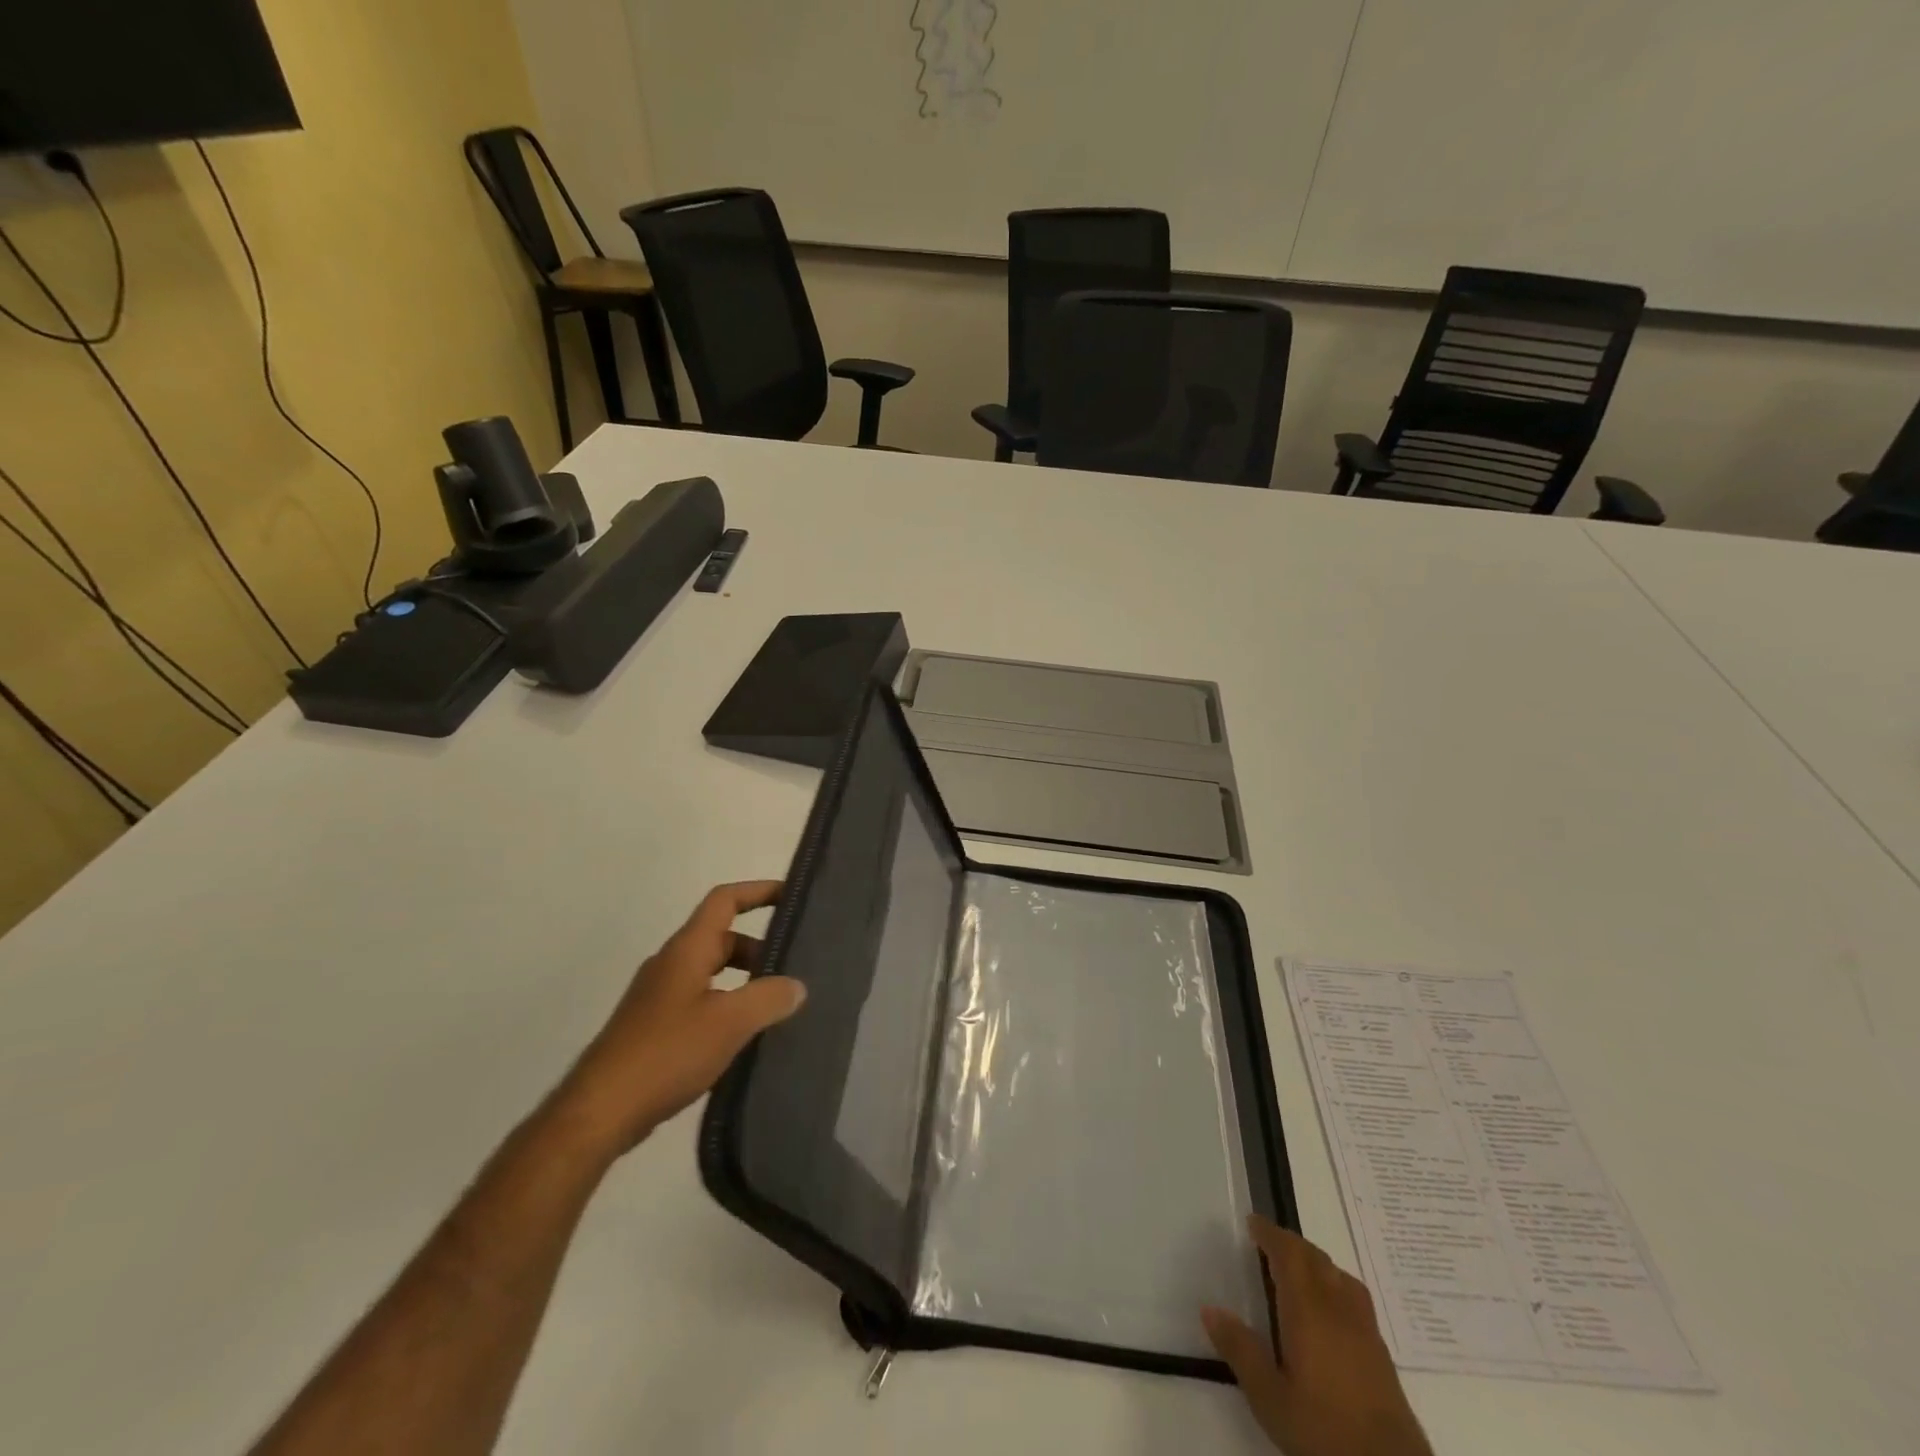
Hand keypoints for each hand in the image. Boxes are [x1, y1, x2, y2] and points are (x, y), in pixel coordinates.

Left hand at [552, 881, 806, 1156]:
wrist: (599, 1113)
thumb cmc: (666, 1054)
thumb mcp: (729, 1023)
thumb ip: (768, 998)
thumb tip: (796, 986)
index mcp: (687, 950)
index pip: (724, 901)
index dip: (758, 891)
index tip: (791, 896)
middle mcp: (670, 964)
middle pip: (721, 938)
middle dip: (759, 948)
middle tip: (794, 969)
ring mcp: (658, 997)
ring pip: (711, 973)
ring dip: (744, 981)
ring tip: (776, 1007)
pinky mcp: (653, 1029)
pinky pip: (700, 1002)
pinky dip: (727, 1007)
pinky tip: (743, 1038)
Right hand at [1203, 1217, 1431, 1455]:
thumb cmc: (1324, 1430)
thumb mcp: (1270, 1397)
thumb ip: (1240, 1350)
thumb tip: (1210, 1309)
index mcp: (1308, 1308)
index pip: (1289, 1253)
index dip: (1270, 1233)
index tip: (1252, 1223)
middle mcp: (1338, 1308)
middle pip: (1315, 1258)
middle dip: (1290, 1244)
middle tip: (1267, 1243)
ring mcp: (1365, 1329)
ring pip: (1339, 1275)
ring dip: (1315, 1263)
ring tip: (1297, 1271)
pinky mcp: (1381, 1354)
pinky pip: (1355, 1298)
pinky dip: (1335, 1286)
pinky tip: (1329, 1311)